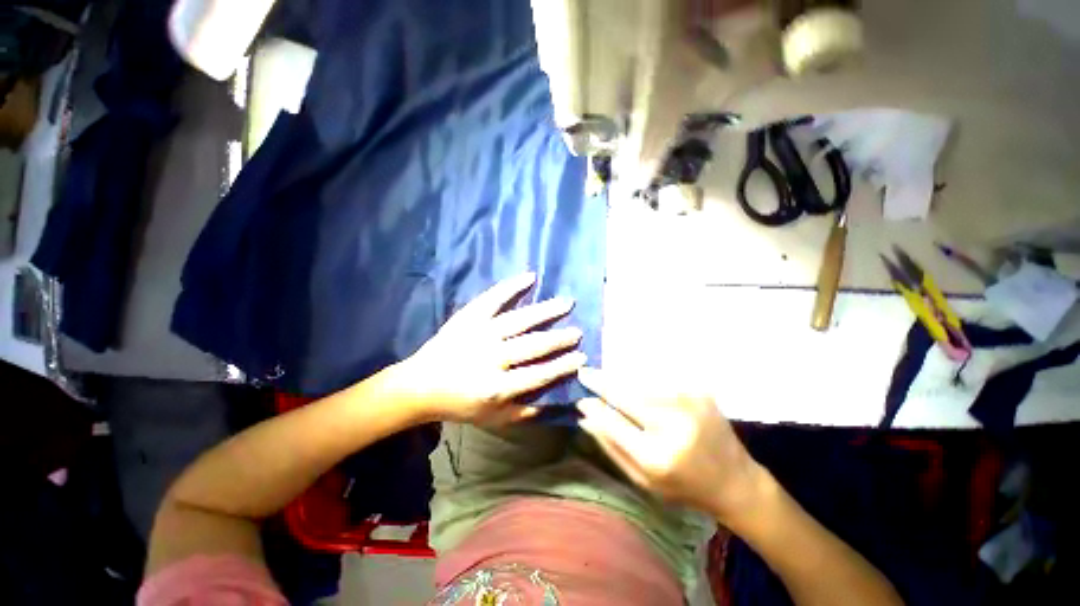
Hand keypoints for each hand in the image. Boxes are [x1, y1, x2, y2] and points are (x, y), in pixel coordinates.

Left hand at [392, 272, 586, 426]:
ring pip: (519, 320)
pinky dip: (511, 286)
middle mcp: (490, 358)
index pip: (539, 375)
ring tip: (567, 302)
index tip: (582, 356)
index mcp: (496, 387)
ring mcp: (479, 334)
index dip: (563, 366)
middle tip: (578, 331)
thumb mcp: (493, 419)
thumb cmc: (460, 404)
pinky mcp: (468, 317)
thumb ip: (526, 413)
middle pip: (532, 345)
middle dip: (559, 339)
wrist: (420, 386)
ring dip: (546, 311)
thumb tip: (559, 403)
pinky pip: (493, 298)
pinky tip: (530, 277)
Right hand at [576, 368, 765, 522]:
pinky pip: (660, 377)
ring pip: (640, 381)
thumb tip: (585, 417)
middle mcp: (672, 425)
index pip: (611, 421)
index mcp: (656, 456)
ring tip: (604, 374)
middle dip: (600, 381)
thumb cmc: (684, 487)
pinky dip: (642, 375)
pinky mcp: (699, 391)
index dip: (593, 406)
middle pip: (625, 394)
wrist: (736, 481)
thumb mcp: (644, 481)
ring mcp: (688, 403)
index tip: (580, 398)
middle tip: (584, 372)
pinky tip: (632, 375)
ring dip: (619, 376)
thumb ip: (612, 448)